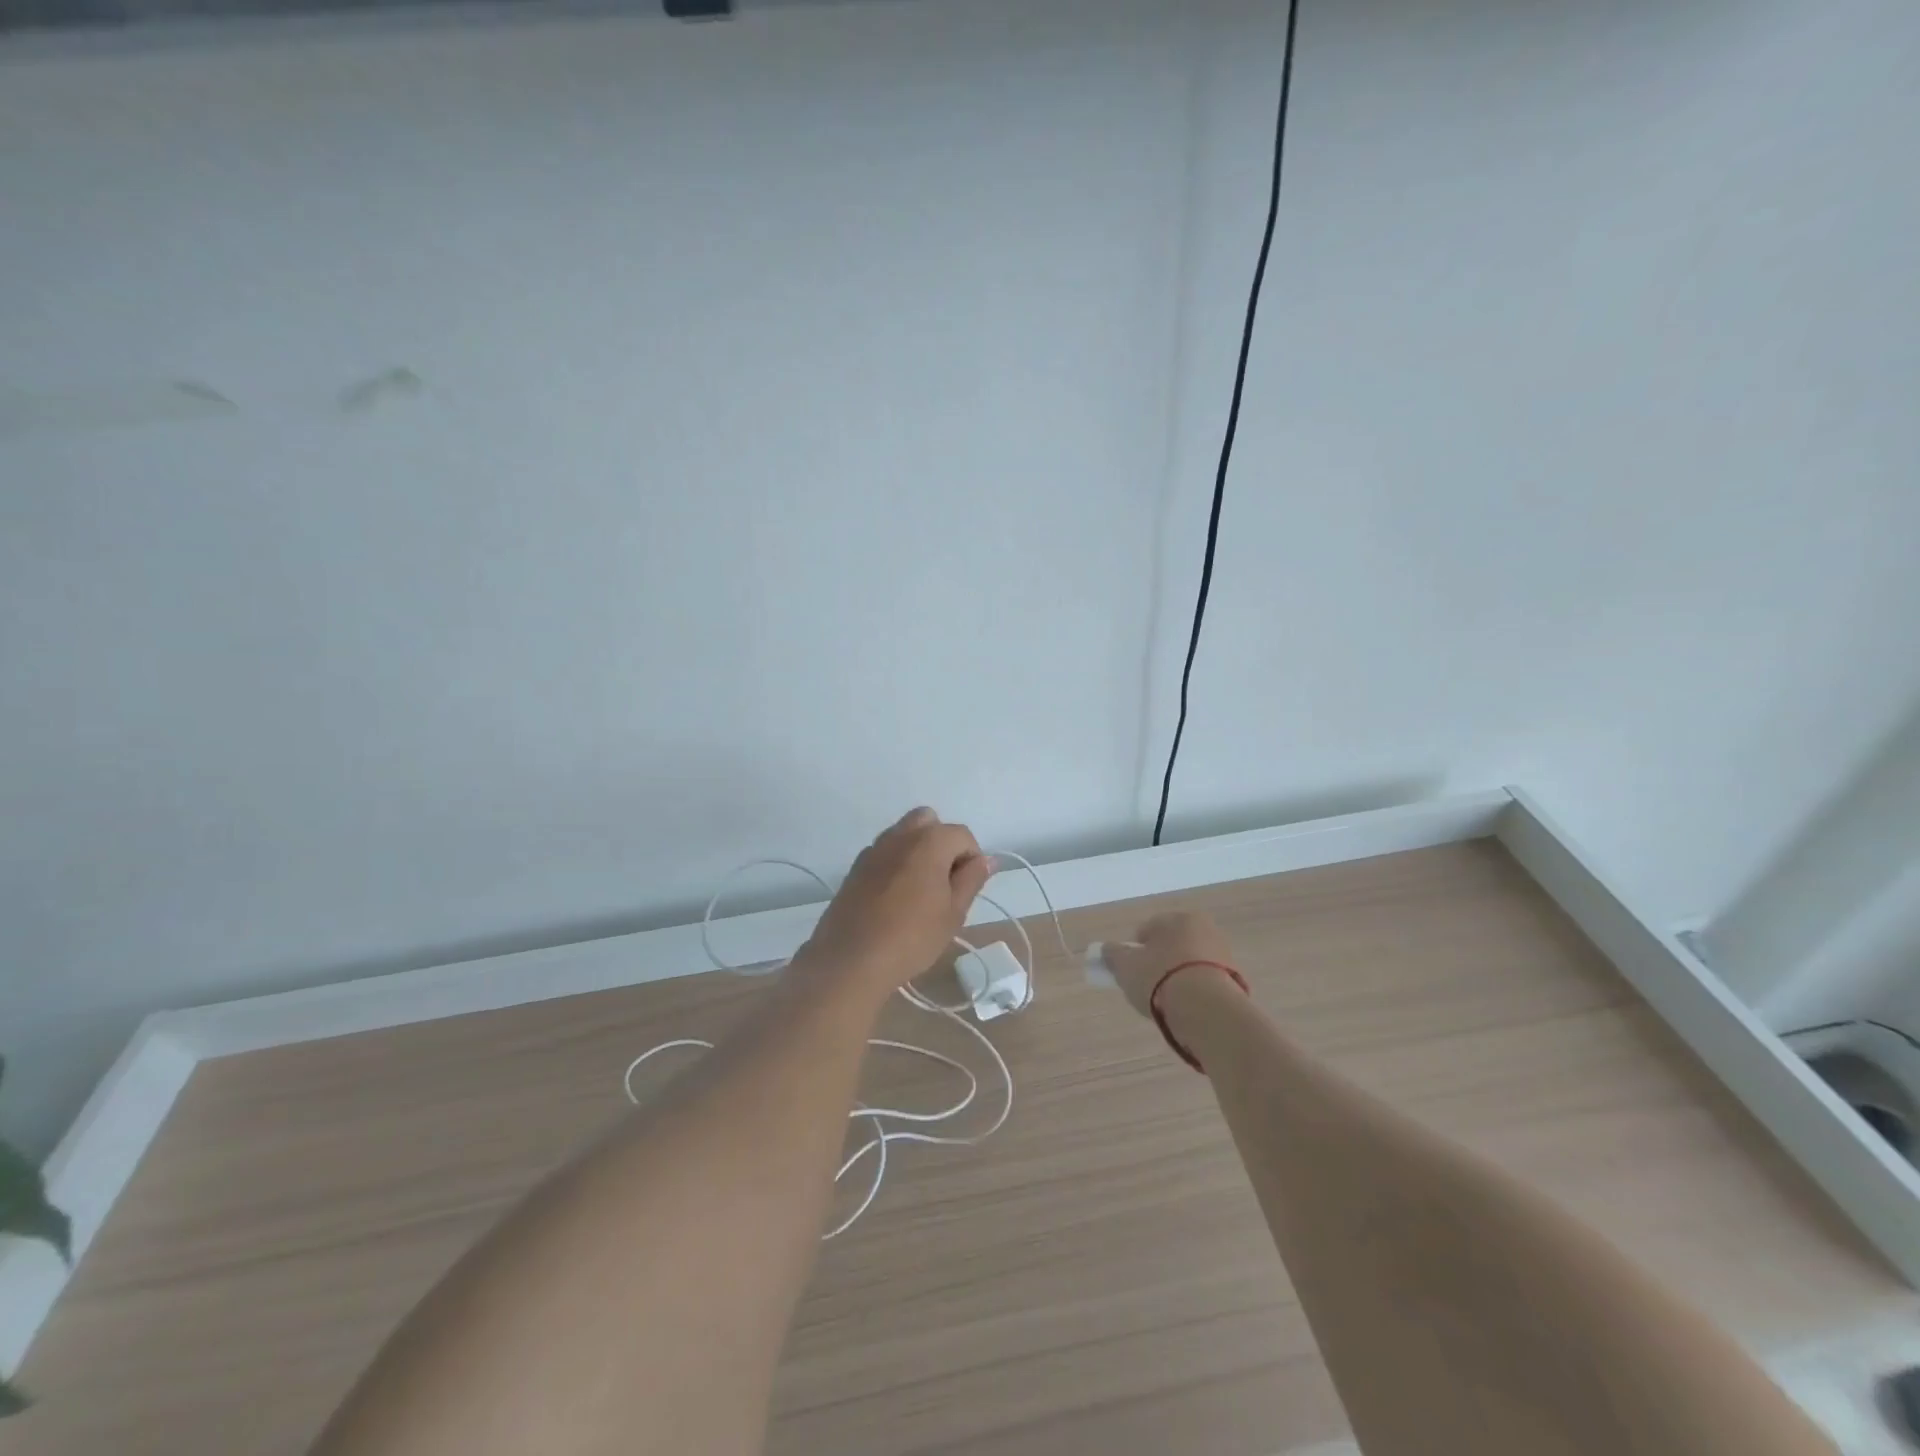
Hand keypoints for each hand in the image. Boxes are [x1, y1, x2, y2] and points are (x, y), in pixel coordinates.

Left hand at [798, 808, 992, 998]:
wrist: (850, 959)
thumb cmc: (911, 937)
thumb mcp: (953, 913)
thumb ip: (971, 879)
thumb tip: (986, 859)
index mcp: (929, 841)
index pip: (962, 835)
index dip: (971, 859)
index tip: (965, 890)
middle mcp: (900, 835)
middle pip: (929, 822)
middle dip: (942, 843)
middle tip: (944, 882)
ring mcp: (873, 849)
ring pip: (903, 834)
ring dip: (917, 851)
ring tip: (919, 892)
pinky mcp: (855, 867)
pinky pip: (884, 852)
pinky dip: (895, 863)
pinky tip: (894, 899)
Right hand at [1101, 911, 1240, 1019]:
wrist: (1207, 1011)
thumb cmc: (1161, 979)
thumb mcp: (1126, 966)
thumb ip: (1114, 955)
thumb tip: (1108, 949)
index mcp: (1178, 918)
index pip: (1148, 930)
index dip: (1135, 951)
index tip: (1130, 973)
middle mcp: (1205, 929)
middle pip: (1171, 946)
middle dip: (1159, 964)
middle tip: (1147, 988)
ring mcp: (1224, 955)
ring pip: (1189, 965)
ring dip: (1179, 979)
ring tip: (1167, 1003)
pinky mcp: (1235, 981)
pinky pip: (1205, 984)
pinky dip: (1195, 993)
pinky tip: (1187, 1010)